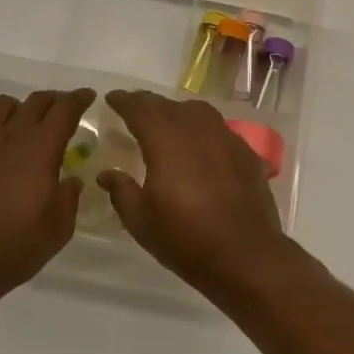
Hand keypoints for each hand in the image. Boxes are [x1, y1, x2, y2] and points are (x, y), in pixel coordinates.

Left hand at [0, 89, 95, 302]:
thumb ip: (69, 196)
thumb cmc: (17, 246)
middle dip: (54, 100)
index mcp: (41, 149)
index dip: (79, 99)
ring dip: (17, 108)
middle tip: (63, 111)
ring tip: (23, 123)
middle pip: (35, 101)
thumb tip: (71, 179)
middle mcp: (11, 137)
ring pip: (0, 105)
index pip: (64, 110)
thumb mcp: (60, 227)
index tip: (89, 96)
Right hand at [98, 90, 287, 292]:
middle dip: (148, 104)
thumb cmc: (185, 238)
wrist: (245, 255)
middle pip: (168, 106)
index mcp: (165, 139)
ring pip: (197, 112)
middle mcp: (196, 129)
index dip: (124, 101)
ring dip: (178, 113)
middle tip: (134, 108)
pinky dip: (204, 131)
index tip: (112, 98)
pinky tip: (201, 148)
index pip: (140, 108)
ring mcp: (226, 138)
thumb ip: (121, 190)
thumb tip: (107, 173)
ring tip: (168, 123)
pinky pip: (219, 130)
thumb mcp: (141, 220)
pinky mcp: (246, 153)